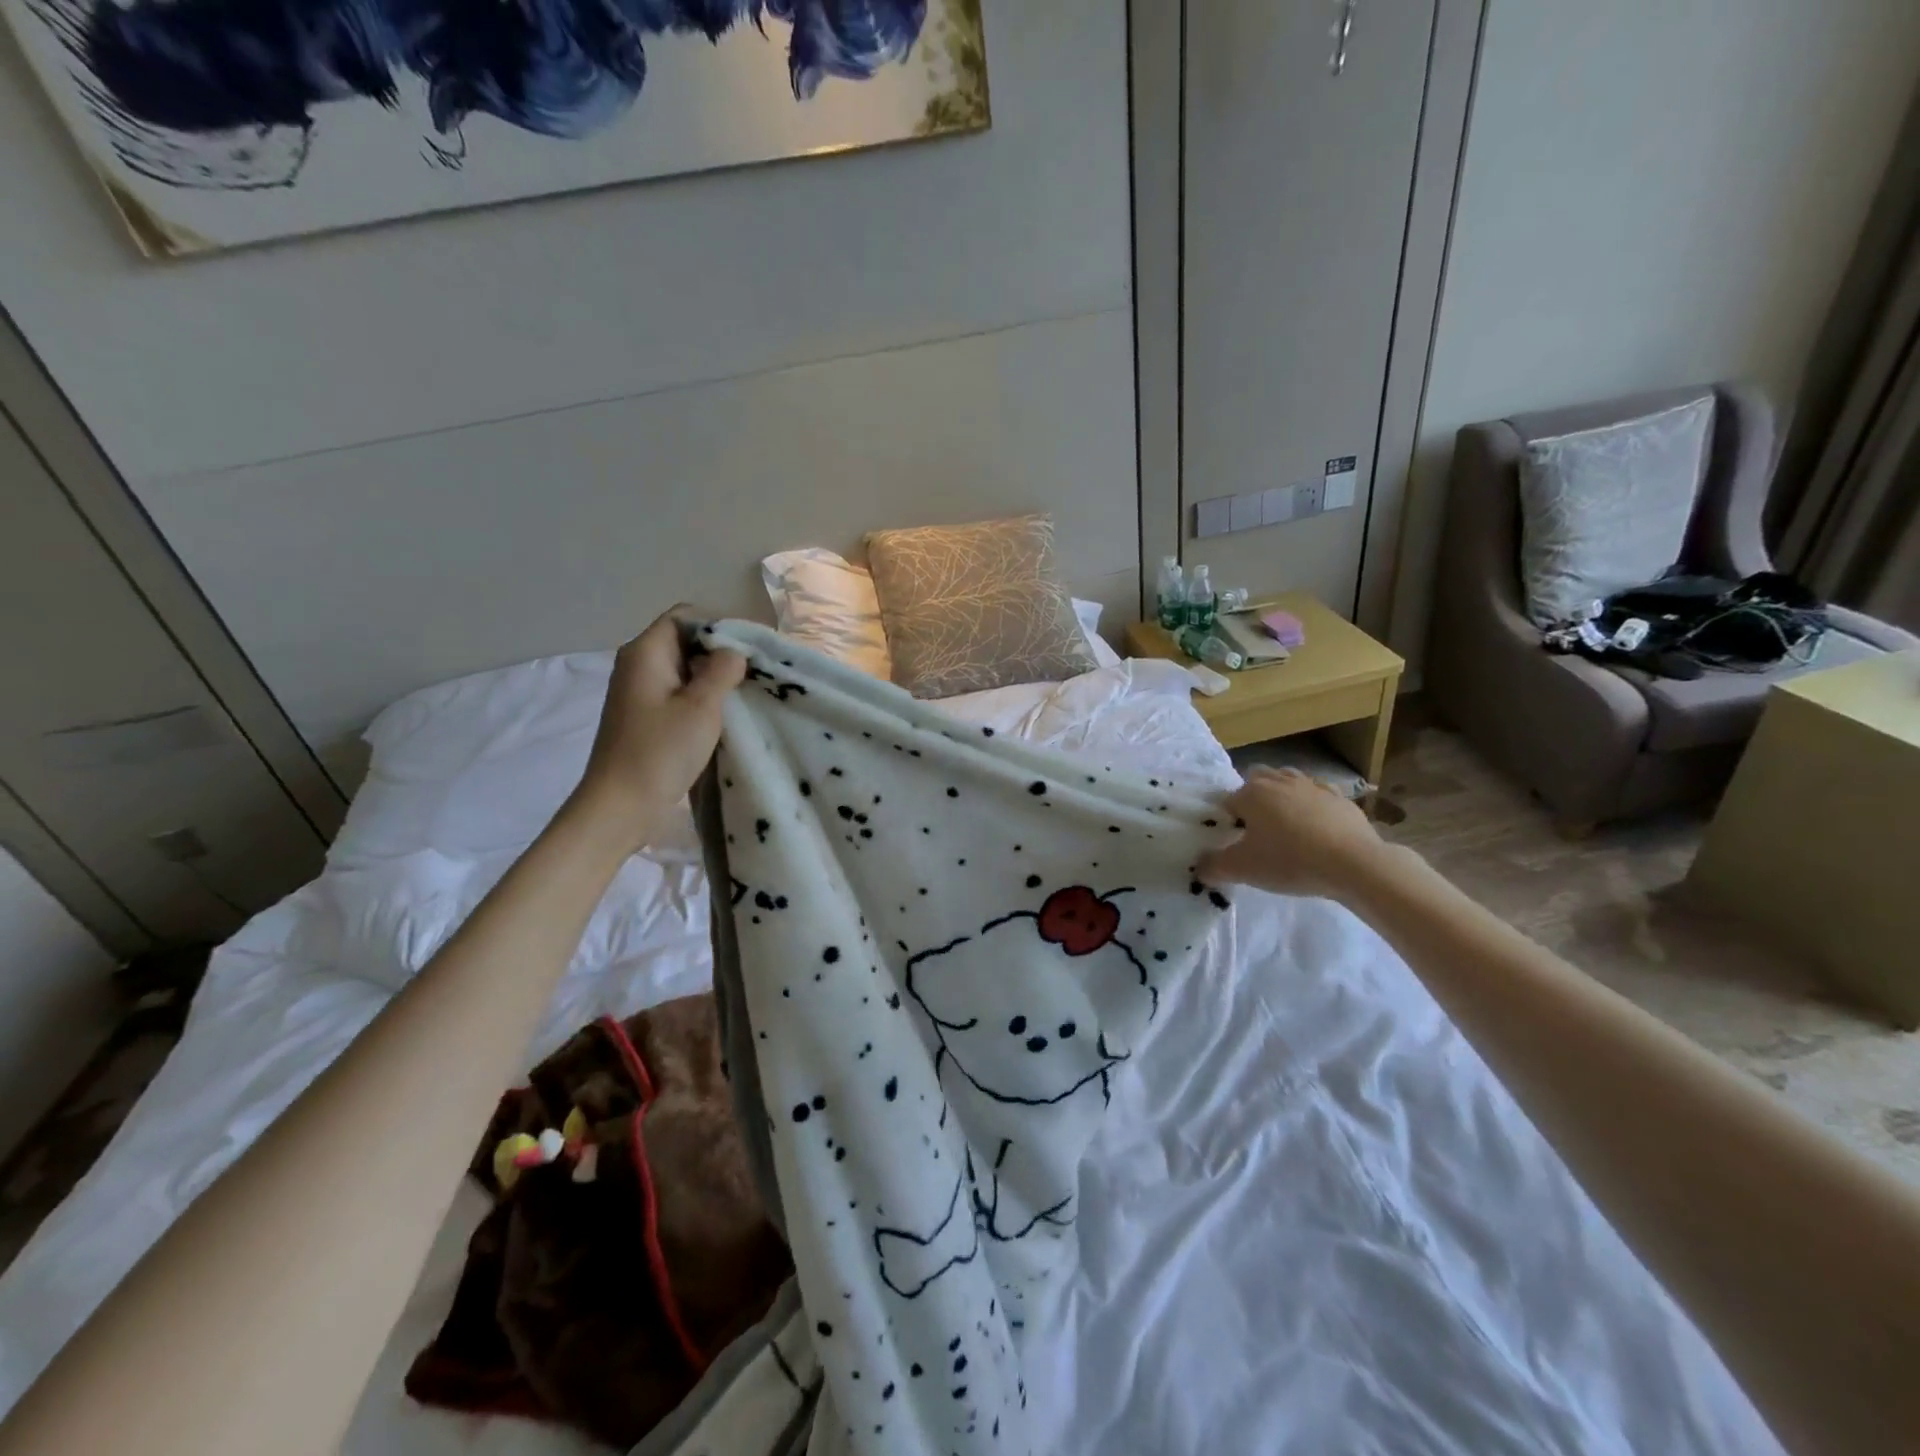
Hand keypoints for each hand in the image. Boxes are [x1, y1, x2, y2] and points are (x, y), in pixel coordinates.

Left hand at [570, 612, 745, 851]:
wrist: (621, 806)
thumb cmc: (660, 752)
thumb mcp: (701, 706)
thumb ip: (722, 670)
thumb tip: (733, 652)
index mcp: (645, 652)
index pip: (685, 616)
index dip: (719, 625)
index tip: (750, 648)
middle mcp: (638, 665)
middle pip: (685, 641)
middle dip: (720, 652)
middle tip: (755, 672)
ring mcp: (640, 693)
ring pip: (684, 669)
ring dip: (714, 678)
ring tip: (746, 693)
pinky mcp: (646, 717)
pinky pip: (679, 693)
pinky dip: (702, 698)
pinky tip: (724, 715)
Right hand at [1198, 766, 1394, 901]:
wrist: (1354, 864)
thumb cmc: (1290, 861)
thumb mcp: (1242, 869)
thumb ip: (1213, 866)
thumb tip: (1199, 866)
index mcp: (1252, 793)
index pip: (1228, 801)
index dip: (1228, 822)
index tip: (1235, 843)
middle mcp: (1280, 781)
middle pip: (1257, 782)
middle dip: (1253, 801)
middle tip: (1257, 832)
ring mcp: (1313, 787)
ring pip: (1288, 782)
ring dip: (1282, 798)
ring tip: (1285, 827)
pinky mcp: (1341, 799)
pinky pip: (1318, 796)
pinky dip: (1312, 807)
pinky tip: (1316, 829)